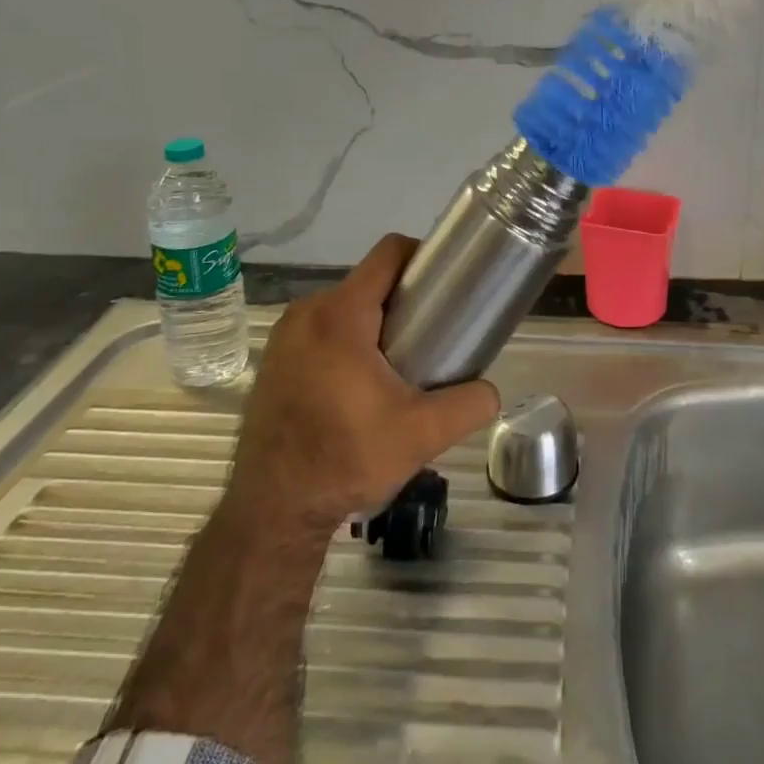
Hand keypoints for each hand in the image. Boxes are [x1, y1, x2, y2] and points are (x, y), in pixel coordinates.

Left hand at [224, 234, 500, 534]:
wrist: (272, 511)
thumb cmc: (345, 459)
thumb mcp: (421, 435)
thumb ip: (468, 405)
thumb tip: (491, 391)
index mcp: (341, 314)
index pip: (389, 253)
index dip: (423, 256)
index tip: (445, 283)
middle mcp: (307, 312)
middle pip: (369, 281)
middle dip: (402, 299)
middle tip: (430, 335)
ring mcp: (284, 335)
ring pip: (344, 305)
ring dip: (373, 321)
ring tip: (398, 362)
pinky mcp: (274, 359)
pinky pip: (321, 328)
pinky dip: (345, 340)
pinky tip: (359, 383)